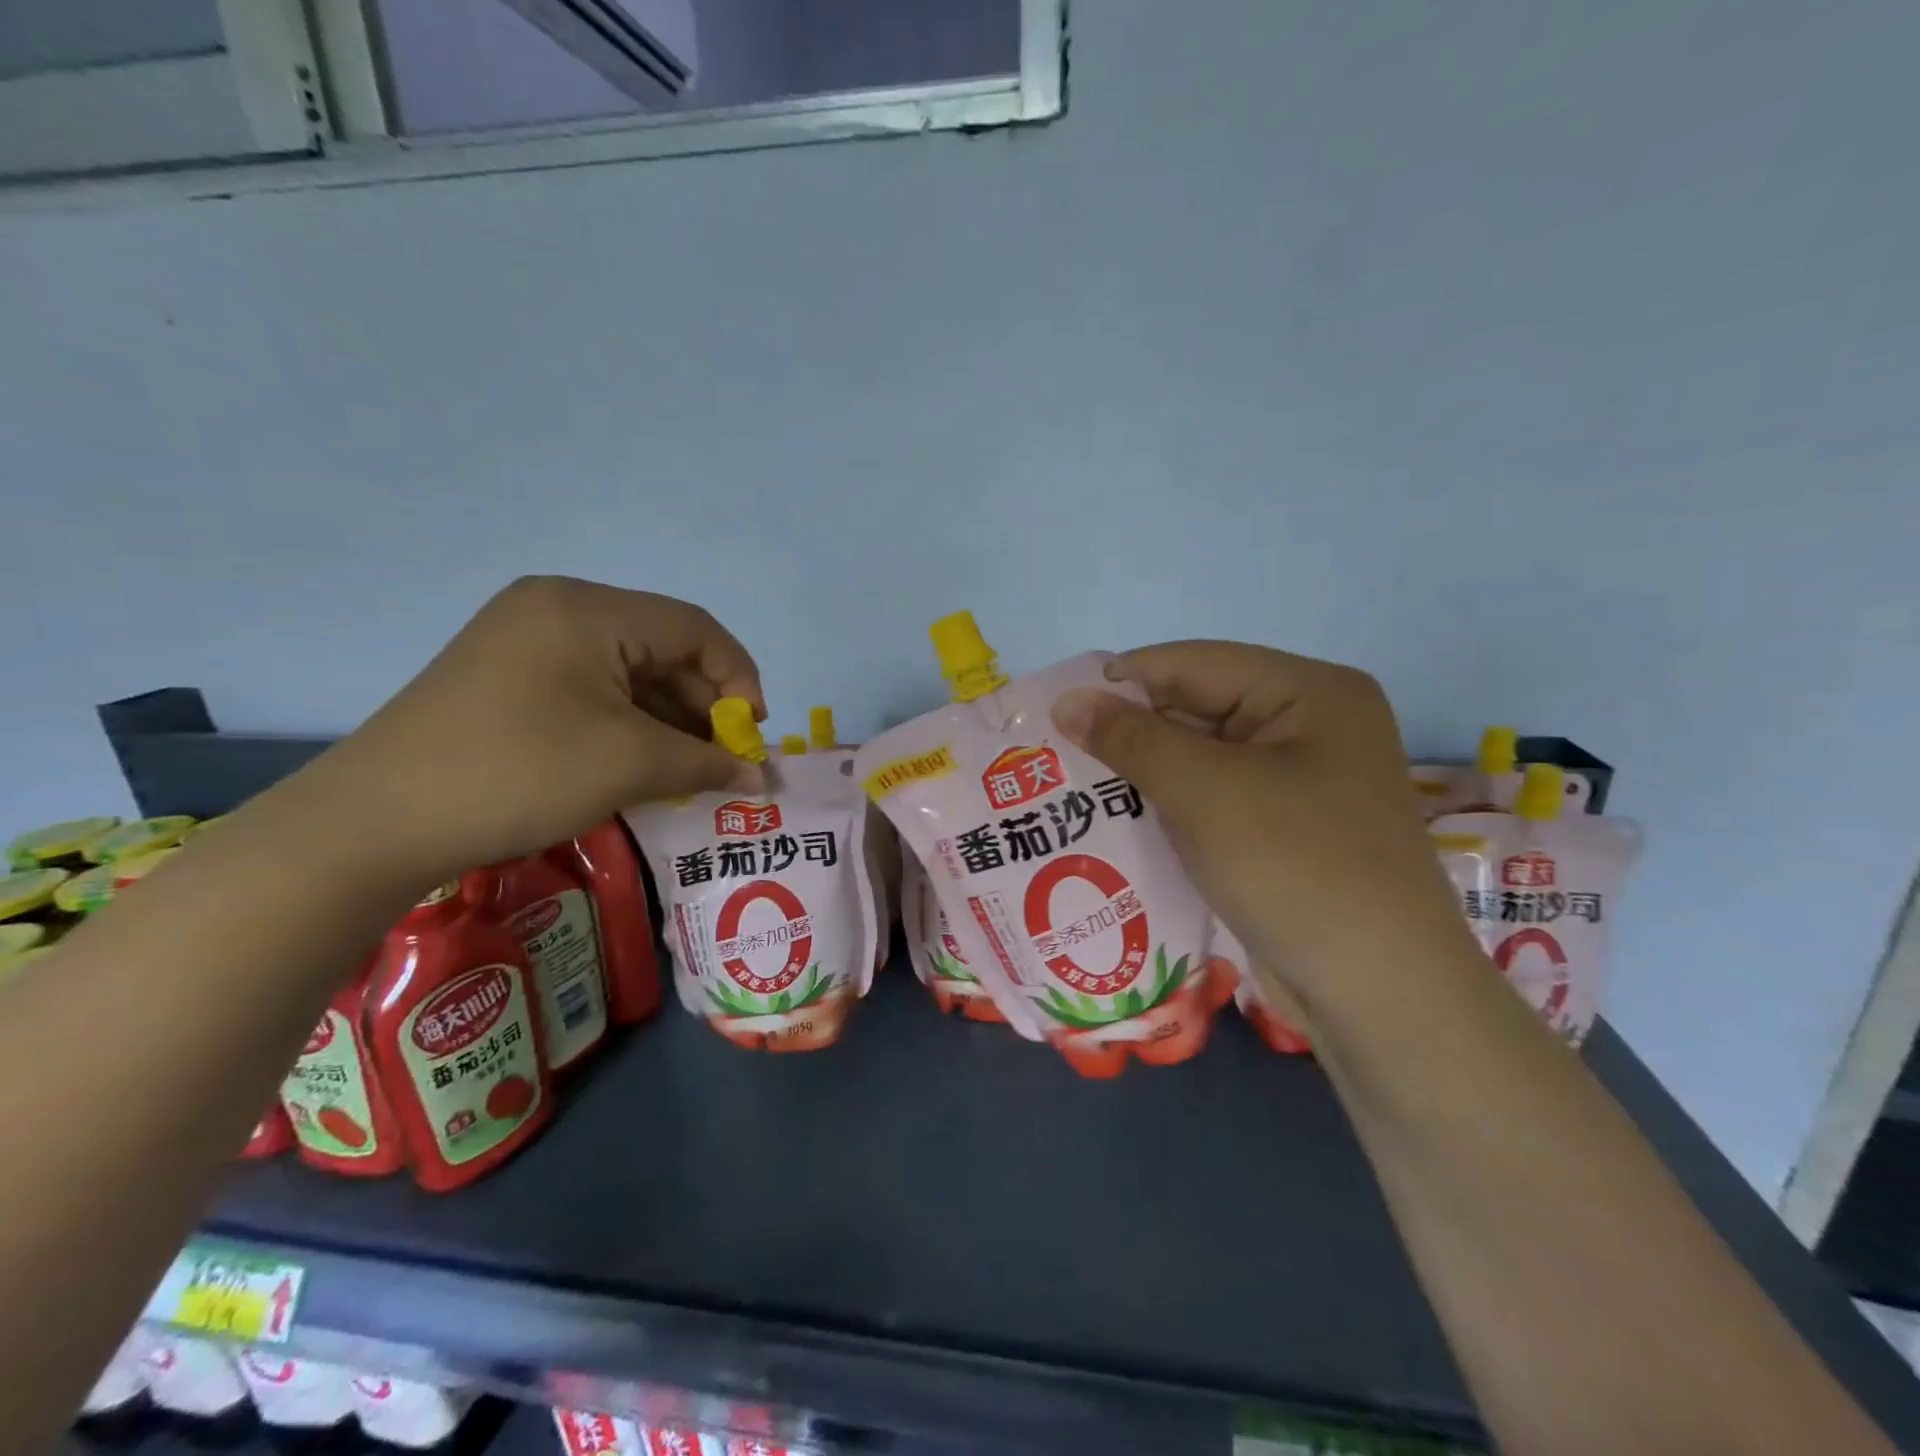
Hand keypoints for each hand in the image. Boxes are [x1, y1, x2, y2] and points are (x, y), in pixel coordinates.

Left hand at [307, 577, 764, 885]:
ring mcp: (526, 640)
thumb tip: (761, 780)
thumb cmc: (520, 773)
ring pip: (628, 672)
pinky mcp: (508, 676)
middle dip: (703, 706)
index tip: (753, 735)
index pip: (695, 628)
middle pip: (662, 648)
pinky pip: (593, 689)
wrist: (377, 822)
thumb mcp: (630, 764)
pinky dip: (628, 724)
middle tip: (725, 761)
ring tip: (691, 770)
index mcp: (588, 608)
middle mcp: (558, 609)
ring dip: (668, 720)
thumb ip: (707, 763)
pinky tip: (644, 764)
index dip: (739, 679)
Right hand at [1050, 641, 1471, 1005]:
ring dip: (1141, 773)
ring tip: (1070, 787)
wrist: (1380, 996)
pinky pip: (1211, 799)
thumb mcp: (1205, 792)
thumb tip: (1066, 700)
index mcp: (1308, 692)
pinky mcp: (1282, 829)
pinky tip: (1115, 821)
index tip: (1053, 707)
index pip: (1194, 664)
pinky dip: (1166, 806)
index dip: (1121, 681)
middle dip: (1128, 733)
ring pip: (1198, 758)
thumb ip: (1131, 739)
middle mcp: (1307, 725)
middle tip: (1053, 754)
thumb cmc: (1297, 870)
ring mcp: (1297, 781)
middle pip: (1196, 709)